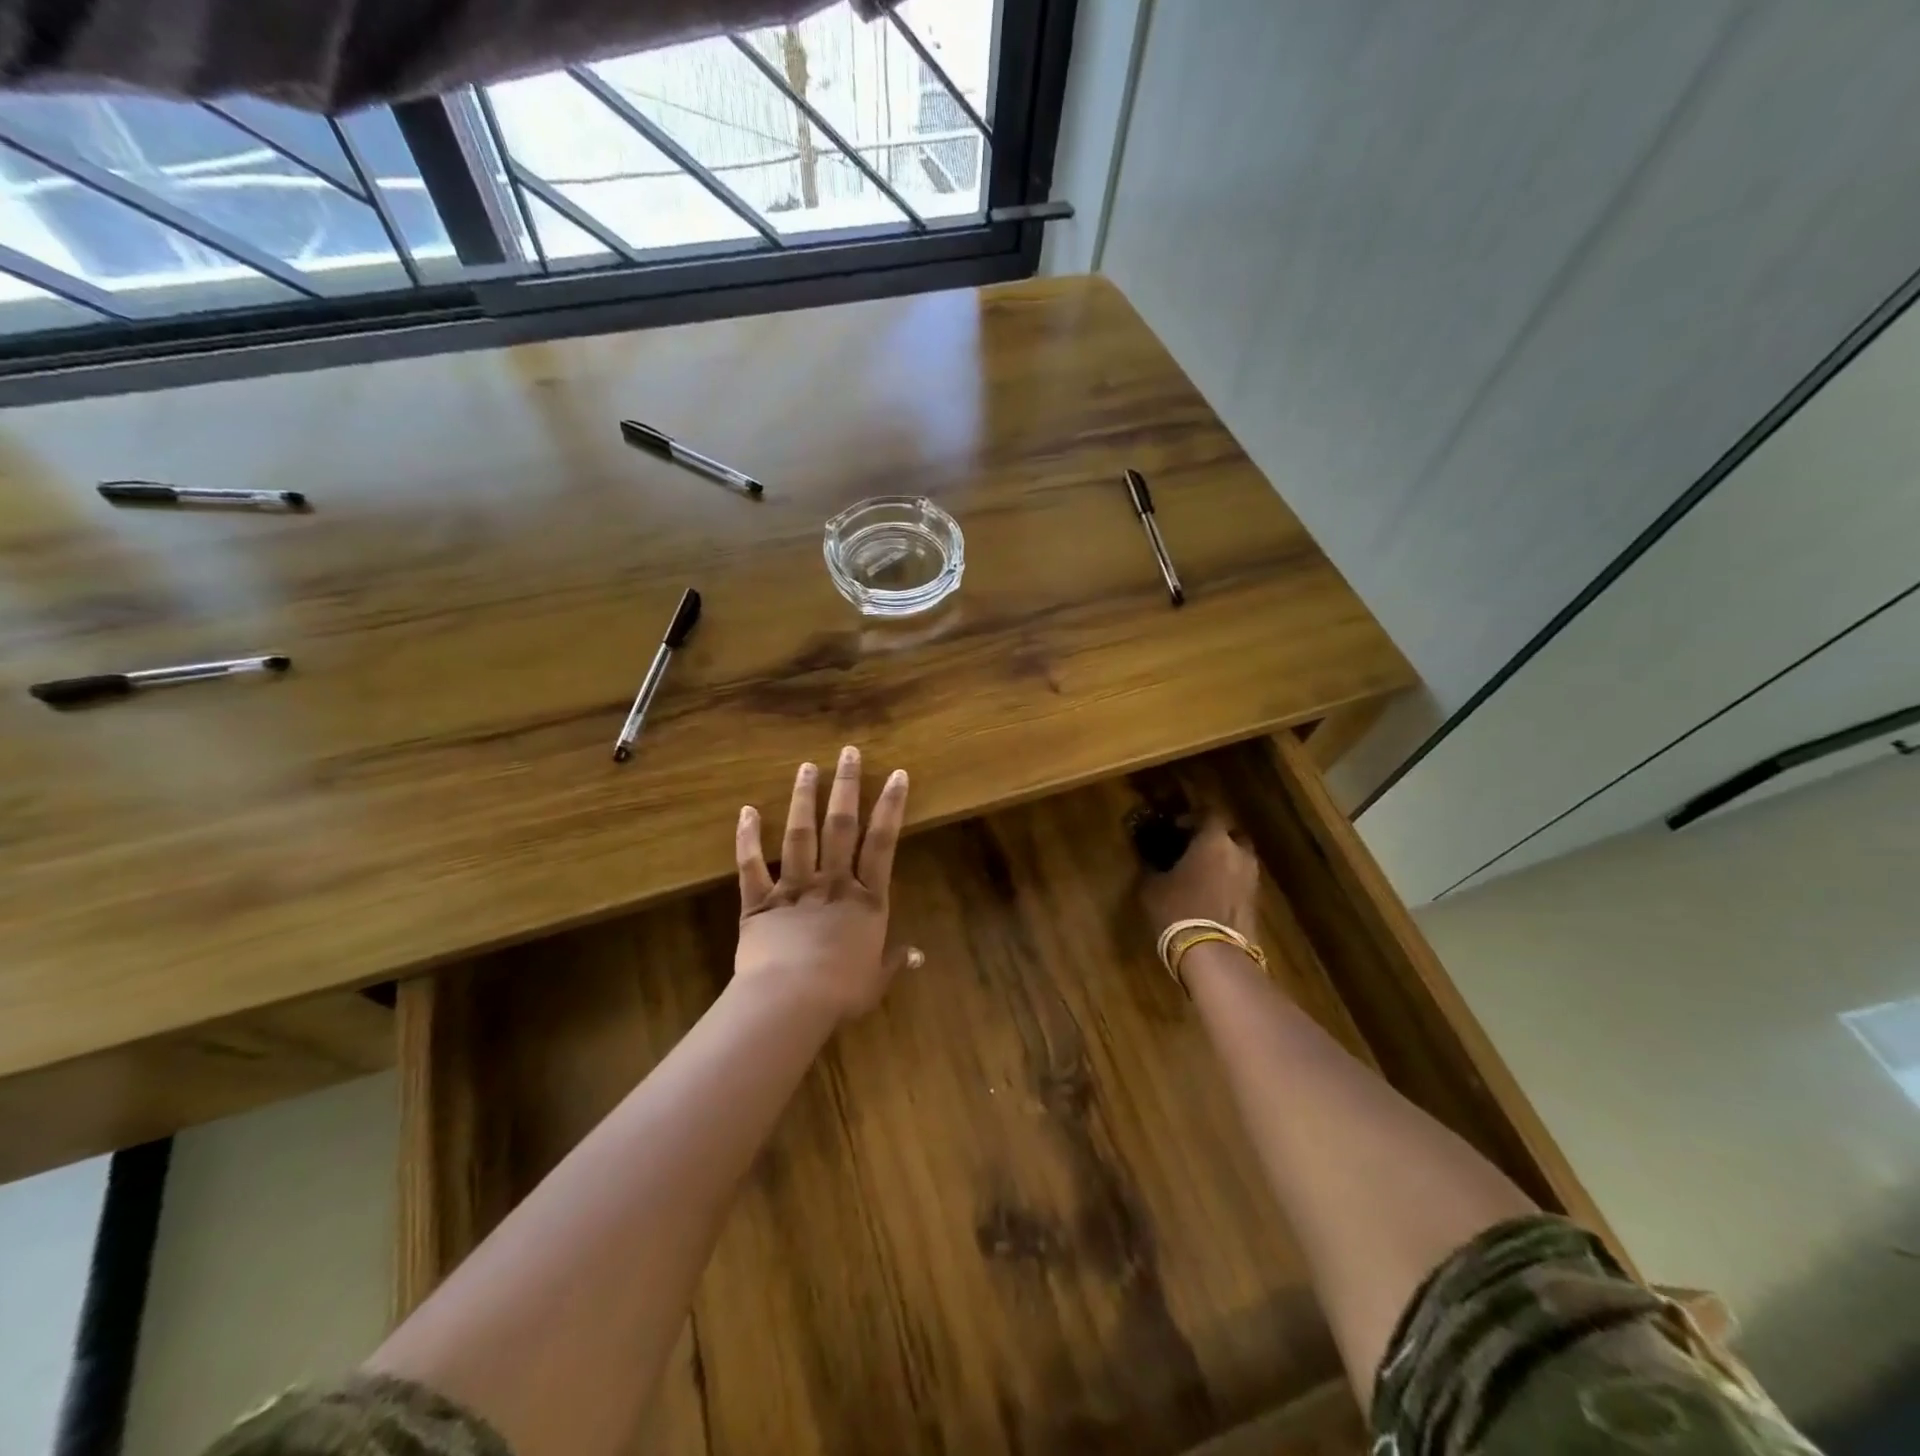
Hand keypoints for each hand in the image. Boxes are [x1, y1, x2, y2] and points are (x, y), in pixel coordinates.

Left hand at [735, 747, 920, 1022]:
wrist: (791, 1000)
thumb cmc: (841, 992)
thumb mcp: (875, 980)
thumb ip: (894, 963)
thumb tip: (917, 956)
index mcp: (865, 900)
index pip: (883, 843)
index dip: (891, 807)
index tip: (897, 775)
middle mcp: (833, 884)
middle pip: (842, 826)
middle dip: (846, 786)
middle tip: (848, 752)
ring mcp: (794, 889)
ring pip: (800, 836)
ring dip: (803, 799)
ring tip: (806, 767)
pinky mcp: (760, 902)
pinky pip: (751, 866)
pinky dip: (747, 838)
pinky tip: (746, 811)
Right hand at [1140, 812, 1258, 939]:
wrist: (1214, 955)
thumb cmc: (1178, 910)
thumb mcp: (1152, 886)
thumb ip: (1153, 867)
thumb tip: (1150, 860)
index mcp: (1214, 841)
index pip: (1209, 814)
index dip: (1192, 817)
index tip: (1176, 827)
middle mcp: (1239, 853)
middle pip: (1230, 835)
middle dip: (1214, 838)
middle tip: (1192, 848)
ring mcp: (1252, 879)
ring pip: (1238, 859)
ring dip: (1223, 862)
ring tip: (1200, 874)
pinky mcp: (1257, 903)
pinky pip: (1241, 881)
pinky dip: (1228, 882)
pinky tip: (1210, 894)